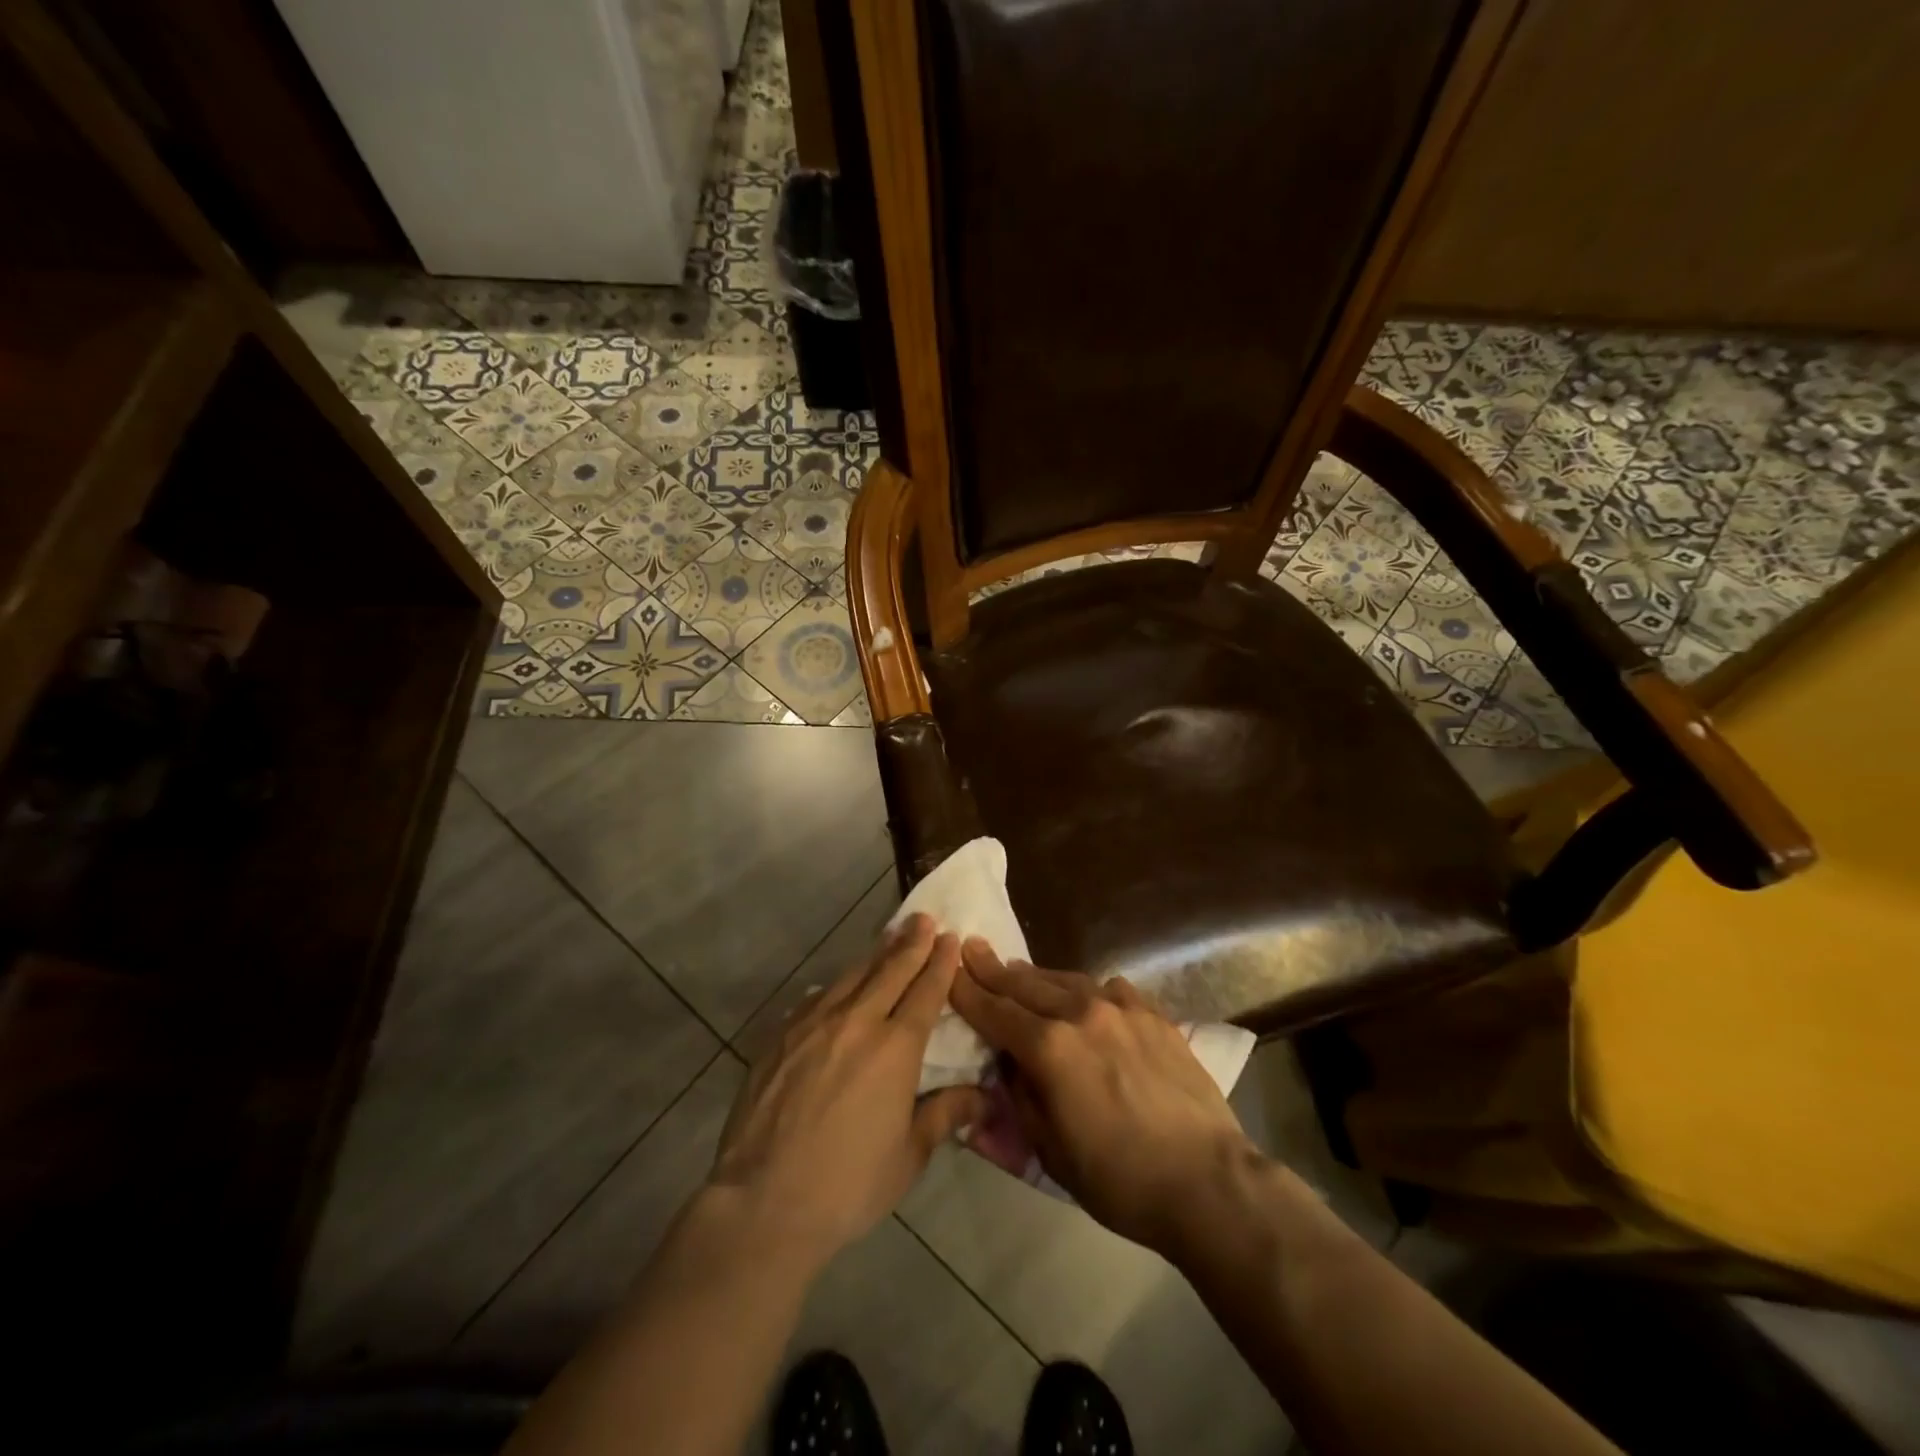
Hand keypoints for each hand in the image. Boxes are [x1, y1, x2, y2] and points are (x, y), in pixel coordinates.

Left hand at [707, 915, 984, 1270]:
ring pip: (851, 976)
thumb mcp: (908, 1156)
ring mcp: (813, 1024)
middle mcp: (856, 1022)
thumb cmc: (848, 1185)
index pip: (925, 991)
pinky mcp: (780, 1035)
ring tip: (889, 937)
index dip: (939, 962)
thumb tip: (983, 1097)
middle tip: (923, 919)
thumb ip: (944, 1114)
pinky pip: (816, 997)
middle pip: (890, 970)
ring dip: (875, 954)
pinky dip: (837, 984)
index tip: (949, 937)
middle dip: (911, 942)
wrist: (763, 1201)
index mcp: (895, 1048)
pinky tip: (839, 985)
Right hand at [951, 939, 1259, 1256]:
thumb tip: (1008, 1064)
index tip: (949, 971)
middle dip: (994, 969)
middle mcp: (1080, 1014)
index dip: (968, 992)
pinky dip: (1087, 990)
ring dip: (1037, 977)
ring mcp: (1121, 1008)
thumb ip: (1022, 1096)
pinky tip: (1086, 997)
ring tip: (1019, 970)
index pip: (995, 1011)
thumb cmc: (1119, 1179)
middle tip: (973, 948)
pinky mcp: (1153, 1015)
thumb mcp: (1050, 1150)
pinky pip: (1110, 989)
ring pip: (1066, 980)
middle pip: (1026, 985)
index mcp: (1049, 1048)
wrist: (1206, 1180)